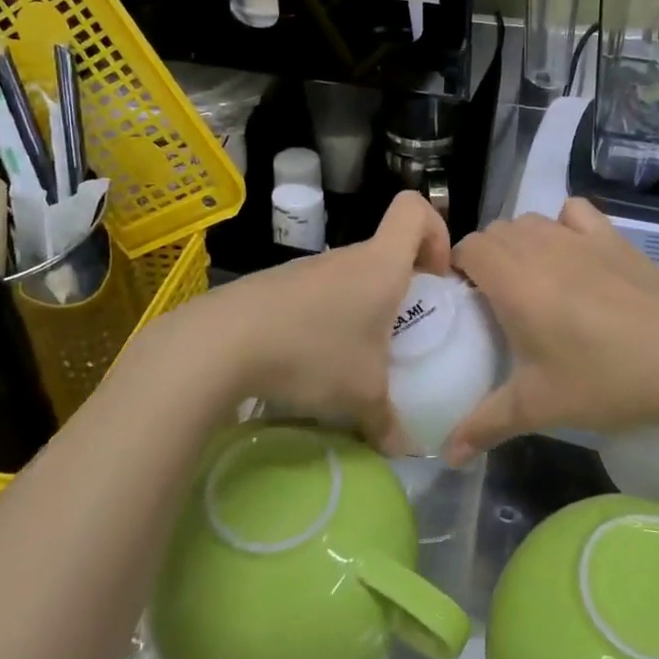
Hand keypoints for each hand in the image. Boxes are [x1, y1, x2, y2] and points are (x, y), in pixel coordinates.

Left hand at [179, 190, 451, 447]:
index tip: (434, 278)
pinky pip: (316, 297)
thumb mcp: (362, 396)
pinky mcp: (276, 287)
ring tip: (352, 360)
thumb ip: (389, 422)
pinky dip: (324, 322)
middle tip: (398, 337)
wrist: (222, 343)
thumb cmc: (312, 352)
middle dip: (400, 289)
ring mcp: (307, 270)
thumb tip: (405, 449)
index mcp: (380, 265)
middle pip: (385, 251)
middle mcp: (346, 258)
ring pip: (349, 278)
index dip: (435, 232)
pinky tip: (309, 363)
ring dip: (360, 311)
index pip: (414, 209)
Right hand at [443, 199, 658, 463]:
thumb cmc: (604, 381)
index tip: (469, 301)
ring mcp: (578, 236)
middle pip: (496, 232)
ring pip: (531, 221)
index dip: (461, 269)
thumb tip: (447, 454)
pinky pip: (573, 212)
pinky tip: (573, 253)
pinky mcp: (612, 236)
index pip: (468, 248)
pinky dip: (563, 224)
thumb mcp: (537, 407)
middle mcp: (540, 247)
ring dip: (521, 242)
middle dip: (488, 258)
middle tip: (499, 300)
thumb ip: (484, 425)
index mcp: (513, 281)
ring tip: (534, 280)